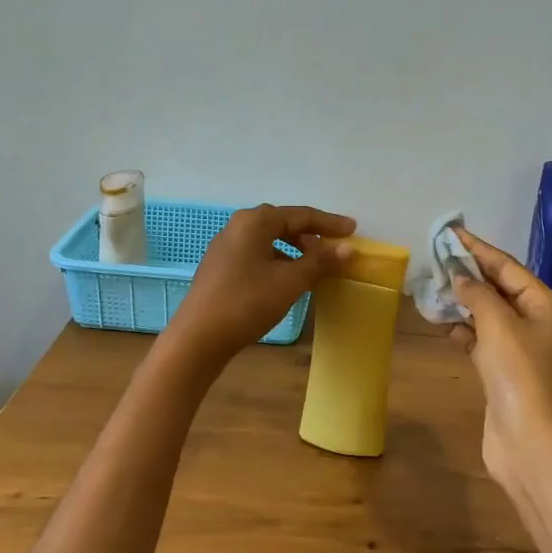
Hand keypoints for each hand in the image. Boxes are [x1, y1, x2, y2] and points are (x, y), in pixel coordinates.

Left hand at [166, 204, 355, 366]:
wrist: (198, 338)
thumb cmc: (247, 303)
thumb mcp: (290, 282)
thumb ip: (320, 261)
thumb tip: (349, 249)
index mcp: (255, 221)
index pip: (301, 215)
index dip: (329, 223)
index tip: (353, 230)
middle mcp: (238, 226)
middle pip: (283, 223)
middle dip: (311, 235)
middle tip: (334, 249)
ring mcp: (225, 247)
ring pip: (269, 240)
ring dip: (294, 250)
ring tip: (313, 267)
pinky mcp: (220, 267)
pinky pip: (256, 254)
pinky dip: (277, 261)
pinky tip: (287, 280)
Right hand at [446, 229, 551, 493]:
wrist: (529, 442)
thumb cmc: (519, 375)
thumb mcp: (498, 325)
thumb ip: (476, 294)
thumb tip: (460, 277)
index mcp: (546, 306)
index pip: (508, 267)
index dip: (479, 249)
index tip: (452, 232)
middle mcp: (537, 323)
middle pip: (499, 288)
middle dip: (469, 273)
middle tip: (437, 256)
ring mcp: (520, 349)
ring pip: (487, 314)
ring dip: (462, 300)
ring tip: (432, 284)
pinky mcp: (503, 371)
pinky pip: (481, 338)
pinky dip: (462, 328)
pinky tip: (439, 320)